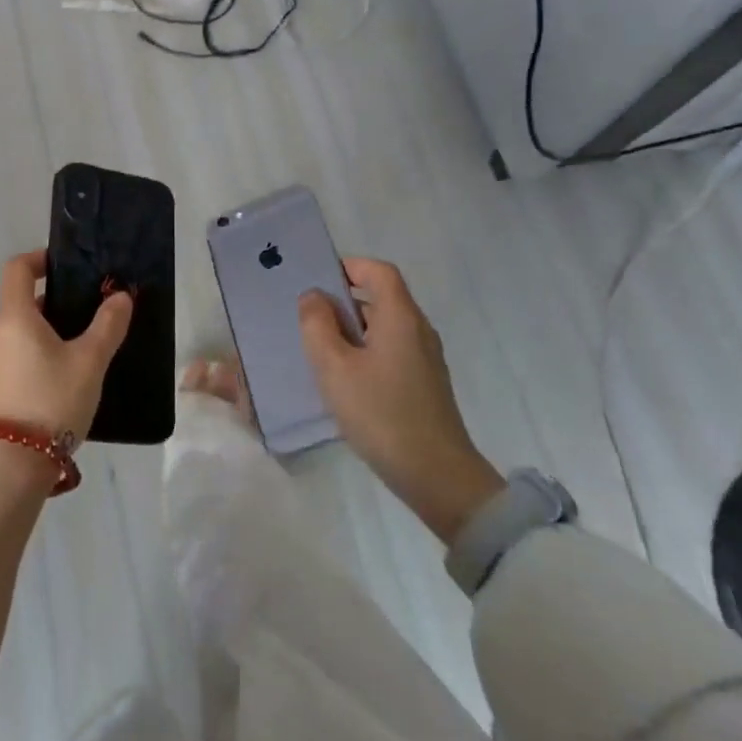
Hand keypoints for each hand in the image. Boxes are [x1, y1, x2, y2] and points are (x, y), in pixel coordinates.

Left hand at [0, 251, 131, 441]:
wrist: (17, 463)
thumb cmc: (53, 400)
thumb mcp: (90, 360)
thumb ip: (108, 325)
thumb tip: (120, 296)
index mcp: (15, 316)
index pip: (17, 268)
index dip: (41, 258)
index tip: (70, 266)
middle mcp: (0, 332)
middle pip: (24, 297)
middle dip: (59, 296)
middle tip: (94, 304)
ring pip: (27, 327)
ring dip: (55, 324)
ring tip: (91, 336)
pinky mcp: (3, 382)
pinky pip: (25, 349)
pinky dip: (47, 346)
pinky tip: (74, 367)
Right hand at [298, 259, 505, 543]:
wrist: (435, 474)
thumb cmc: (380, 412)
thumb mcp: (334, 367)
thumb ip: (317, 325)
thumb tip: (313, 297)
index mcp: (400, 317)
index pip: (379, 271)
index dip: (349, 266)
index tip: (316, 278)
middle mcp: (418, 330)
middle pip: (381, 297)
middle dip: (343, 299)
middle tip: (306, 315)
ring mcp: (425, 358)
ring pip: (384, 326)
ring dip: (351, 328)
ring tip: (317, 346)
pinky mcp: (423, 383)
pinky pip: (390, 350)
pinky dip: (364, 350)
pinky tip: (342, 376)